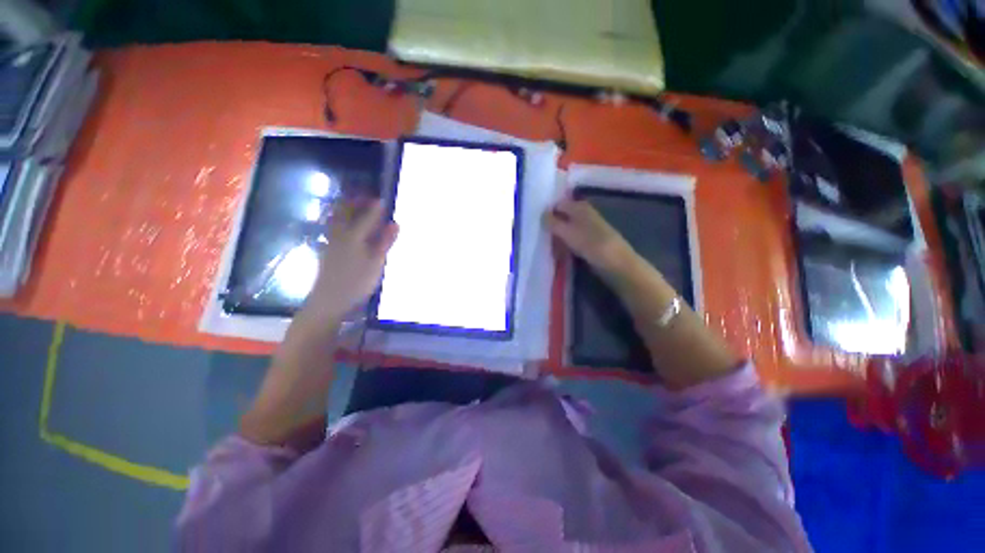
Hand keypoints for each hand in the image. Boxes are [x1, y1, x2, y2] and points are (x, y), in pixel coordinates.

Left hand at [304, 198, 398, 323]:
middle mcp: (340, 234)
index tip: (384, 200)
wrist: (329, 300)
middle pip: (345, 212)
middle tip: (367, 199)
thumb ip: (385, 242)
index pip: (367, 216)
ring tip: (358, 209)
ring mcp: (331, 242)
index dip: (376, 207)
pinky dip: (342, 222)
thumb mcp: (376, 262)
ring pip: (337, 219)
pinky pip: (334, 228)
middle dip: (356, 203)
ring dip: (347, 211)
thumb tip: (395, 223)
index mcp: (353, 236)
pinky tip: (348, 228)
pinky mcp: (328, 251)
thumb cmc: (356, 281)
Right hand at [544, 198, 636, 275]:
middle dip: (551, 227)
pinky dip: (565, 245)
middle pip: (561, 218)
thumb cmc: (589, 243)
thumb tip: (541, 214)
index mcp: (579, 206)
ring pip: (566, 230)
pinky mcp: (589, 241)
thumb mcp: (566, 231)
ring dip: (557, 238)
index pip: (557, 205)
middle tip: (541, 238)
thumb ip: (552, 222)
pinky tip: (559, 253)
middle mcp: (583, 214)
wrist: (615, 262)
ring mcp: (587, 228)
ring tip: (548, 248)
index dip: (547, 213)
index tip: (537, 225)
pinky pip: (572, 240)